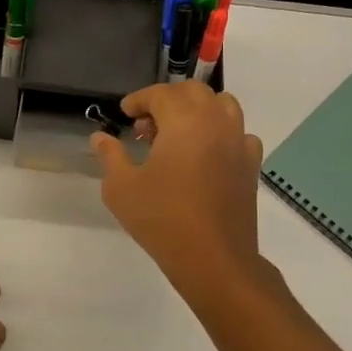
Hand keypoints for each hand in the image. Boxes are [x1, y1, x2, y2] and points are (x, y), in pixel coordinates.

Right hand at [91, 82, 265, 301]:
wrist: (213, 258)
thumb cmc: (162, 219)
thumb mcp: (121, 188)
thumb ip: (110, 156)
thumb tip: (100, 137)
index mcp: (184, 121)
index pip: (160, 94)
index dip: (139, 99)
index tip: (125, 114)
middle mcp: (216, 122)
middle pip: (193, 92)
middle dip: (168, 100)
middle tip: (147, 125)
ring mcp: (239, 142)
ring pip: (222, 105)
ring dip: (197, 110)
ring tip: (178, 135)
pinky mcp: (251, 164)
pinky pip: (238, 133)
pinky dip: (220, 133)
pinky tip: (206, 155)